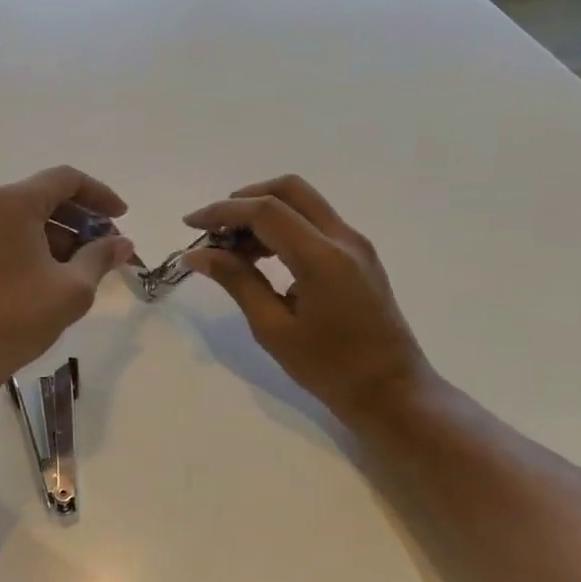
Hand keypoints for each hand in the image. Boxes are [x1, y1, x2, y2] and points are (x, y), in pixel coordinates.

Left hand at [0, 166, 137, 389]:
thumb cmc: (17, 318)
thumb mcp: (72, 289)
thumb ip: (100, 257)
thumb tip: (123, 243)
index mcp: (12, 203)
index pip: (65, 179)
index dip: (100, 195)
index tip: (122, 218)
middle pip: (44, 196)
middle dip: (81, 218)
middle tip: (107, 247)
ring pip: (25, 218)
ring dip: (59, 234)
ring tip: (85, 267)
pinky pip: (7, 235)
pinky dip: (35, 245)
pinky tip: (53, 275)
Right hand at [182, 175, 434, 421]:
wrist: (390, 391)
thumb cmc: (328, 367)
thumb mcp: (272, 328)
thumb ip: (236, 281)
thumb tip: (197, 255)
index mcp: (321, 258)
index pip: (265, 211)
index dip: (222, 212)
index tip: (190, 224)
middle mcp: (343, 238)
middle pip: (289, 190)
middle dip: (244, 199)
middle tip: (214, 229)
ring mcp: (355, 245)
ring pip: (303, 203)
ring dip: (263, 213)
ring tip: (232, 250)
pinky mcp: (358, 256)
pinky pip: (315, 223)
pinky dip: (283, 227)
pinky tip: (261, 258)